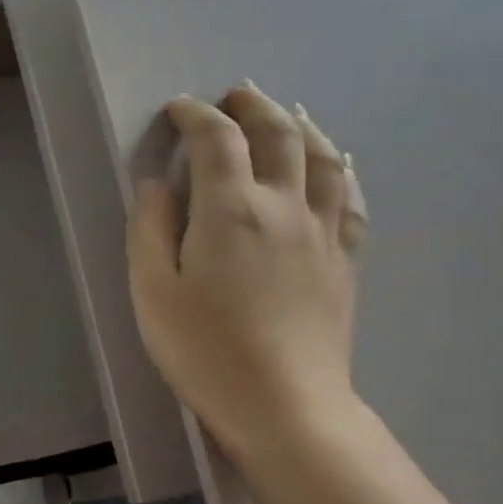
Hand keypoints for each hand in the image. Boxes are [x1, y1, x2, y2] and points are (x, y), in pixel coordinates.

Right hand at [128, 85, 368, 465]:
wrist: (284, 406)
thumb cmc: (205, 350)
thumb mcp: (152, 290)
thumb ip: (150, 226)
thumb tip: (155, 181)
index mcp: (230, 209)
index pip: (216, 138)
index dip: (194, 114)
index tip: (177, 111)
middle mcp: (283, 205)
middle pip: (278, 133)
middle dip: (251, 106)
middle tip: (232, 97)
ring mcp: (323, 231)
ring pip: (323, 157)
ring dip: (300, 124)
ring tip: (285, 113)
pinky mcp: (344, 260)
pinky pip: (352, 199)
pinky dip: (341, 169)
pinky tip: (336, 164)